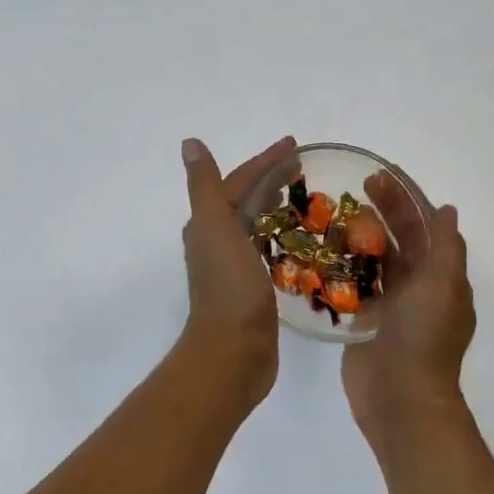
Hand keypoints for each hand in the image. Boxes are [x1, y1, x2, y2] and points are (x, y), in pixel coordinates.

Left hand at [178, 135, 297, 403]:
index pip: (239, 181)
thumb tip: (189, 143)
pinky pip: (265, 249)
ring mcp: (232, 265)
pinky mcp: (250, 287)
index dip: (265, 161)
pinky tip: (296, 240)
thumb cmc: (229, 286)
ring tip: (301, 196)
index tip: (296, 145)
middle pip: (246, 199)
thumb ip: (205, 185)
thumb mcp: (215, 226)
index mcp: (208, 223)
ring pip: (255, 223)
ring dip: (274, 206)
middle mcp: (215, 240)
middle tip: (304, 167)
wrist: (233, 351)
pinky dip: (279, 236)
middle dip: (271, 179)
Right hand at [342, 172, 476, 452]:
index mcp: (440, 277)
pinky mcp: (364, 320)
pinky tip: (322, 250)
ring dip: (359, 235)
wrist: (400, 397)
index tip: (380, 177)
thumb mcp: (442, 286)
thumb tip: (447, 210)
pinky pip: (354, 285)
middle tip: (352, 187)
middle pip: (399, 238)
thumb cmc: (423, 337)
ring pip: (375, 260)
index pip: (424, 227)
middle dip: (381, 211)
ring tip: (332, 214)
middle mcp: (417, 287)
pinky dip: (343, 266)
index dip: (405, 199)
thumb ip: (445, 247)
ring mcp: (390, 305)